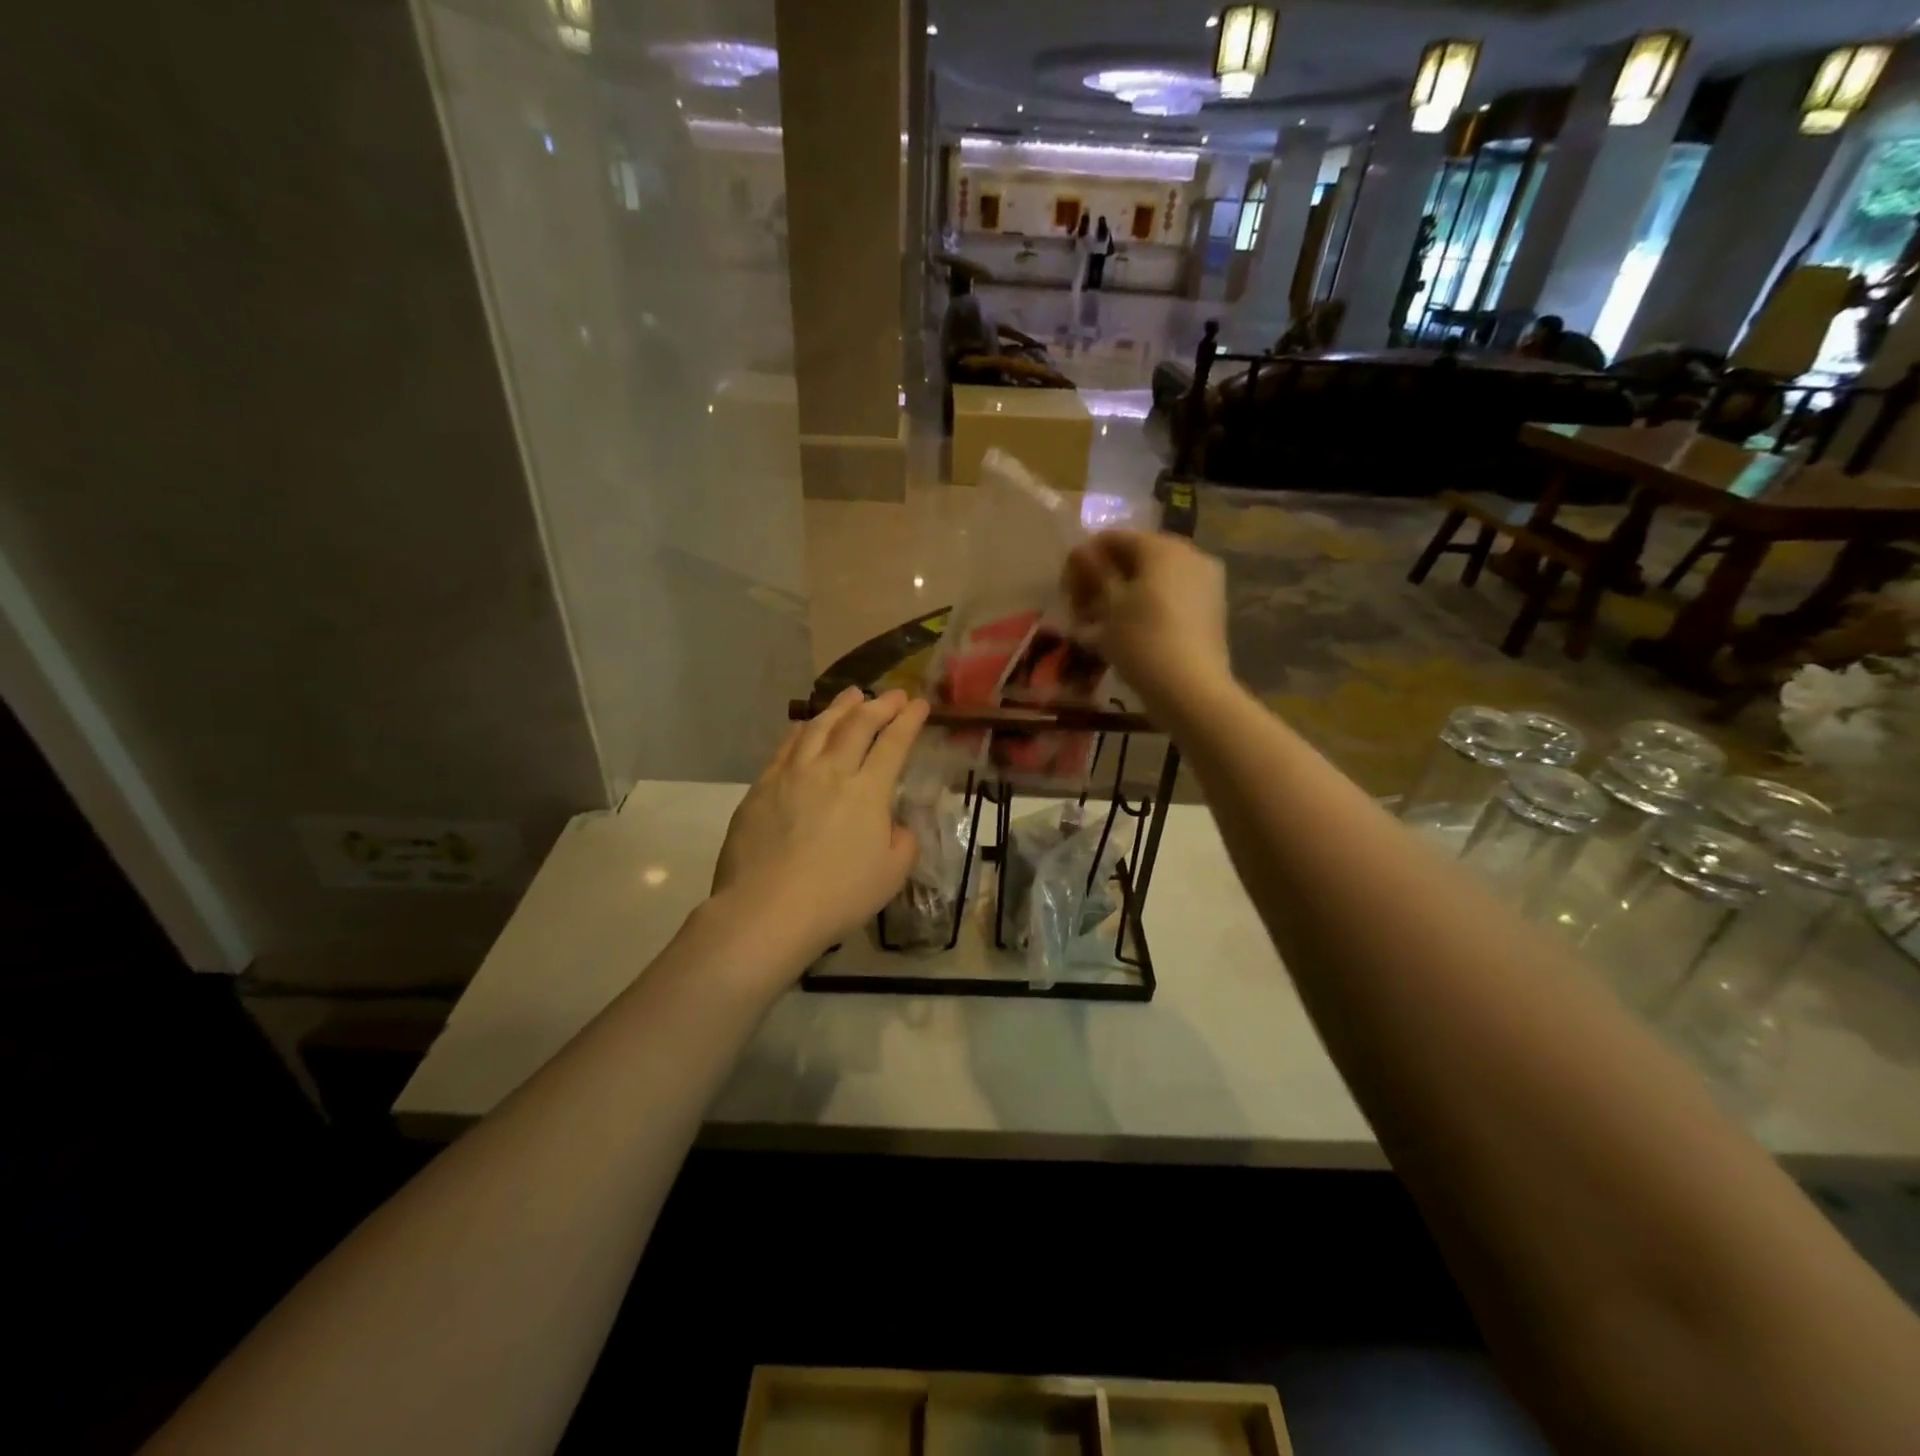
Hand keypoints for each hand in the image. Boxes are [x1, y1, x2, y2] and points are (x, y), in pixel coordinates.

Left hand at [711, 688, 928, 967]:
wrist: (767, 910)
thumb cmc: (838, 896)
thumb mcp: (891, 875)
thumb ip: (903, 842)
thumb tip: (894, 825)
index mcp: (868, 791)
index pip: (894, 743)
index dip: (908, 720)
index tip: (919, 704)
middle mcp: (831, 770)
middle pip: (857, 724)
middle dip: (879, 704)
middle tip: (892, 694)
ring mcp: (792, 774)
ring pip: (818, 727)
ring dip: (840, 707)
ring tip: (851, 694)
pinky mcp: (762, 787)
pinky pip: (786, 746)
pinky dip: (801, 729)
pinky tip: (804, 725)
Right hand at [1063, 530, 1229, 708]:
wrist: (1190, 689)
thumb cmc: (1141, 640)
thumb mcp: (1109, 606)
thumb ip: (1095, 572)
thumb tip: (1082, 551)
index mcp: (1163, 547)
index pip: (1114, 538)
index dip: (1085, 560)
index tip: (1066, 589)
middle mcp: (1190, 555)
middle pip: (1136, 559)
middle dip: (1105, 580)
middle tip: (1080, 609)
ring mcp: (1205, 583)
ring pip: (1153, 581)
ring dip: (1123, 597)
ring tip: (1097, 627)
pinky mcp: (1210, 611)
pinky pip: (1169, 599)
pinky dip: (1144, 610)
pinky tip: (1124, 635)